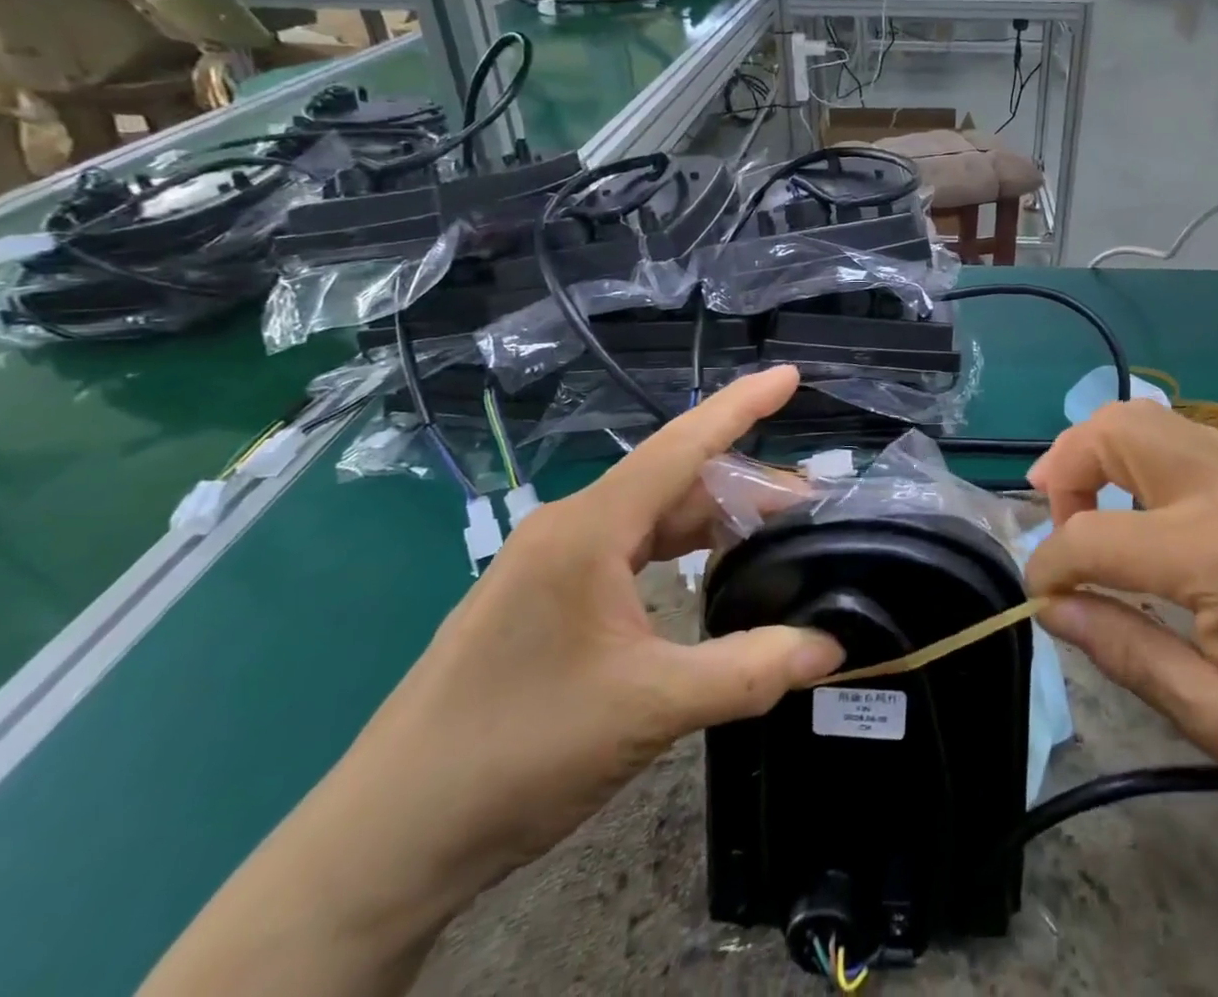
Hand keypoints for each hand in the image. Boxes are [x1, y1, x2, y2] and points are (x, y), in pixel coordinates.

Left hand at [315, 366, 844, 896]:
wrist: (385, 842)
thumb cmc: (518, 752)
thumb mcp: (651, 709)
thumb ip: (751, 670)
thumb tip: (832, 645)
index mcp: (589, 530)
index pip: (681, 446)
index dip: (741, 405)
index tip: (790, 375)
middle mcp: (568, 528)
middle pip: (674, 483)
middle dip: (744, 487)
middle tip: (808, 510)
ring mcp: (548, 563)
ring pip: (649, 518)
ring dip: (711, 523)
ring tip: (770, 539)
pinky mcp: (540, 599)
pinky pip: (626, 551)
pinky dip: (676, 552)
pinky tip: (705, 575)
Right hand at [1024, 402, 1217, 831]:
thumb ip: (1126, 653)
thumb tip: (1053, 608)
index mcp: (1215, 556)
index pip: (1092, 536)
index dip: (1050, 566)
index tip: (1042, 600)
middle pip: (1114, 429)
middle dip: (1064, 467)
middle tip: (1057, 522)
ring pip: (1146, 415)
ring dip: (1099, 450)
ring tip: (1089, 505)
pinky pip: (1181, 431)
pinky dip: (1140, 452)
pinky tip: (1146, 503)